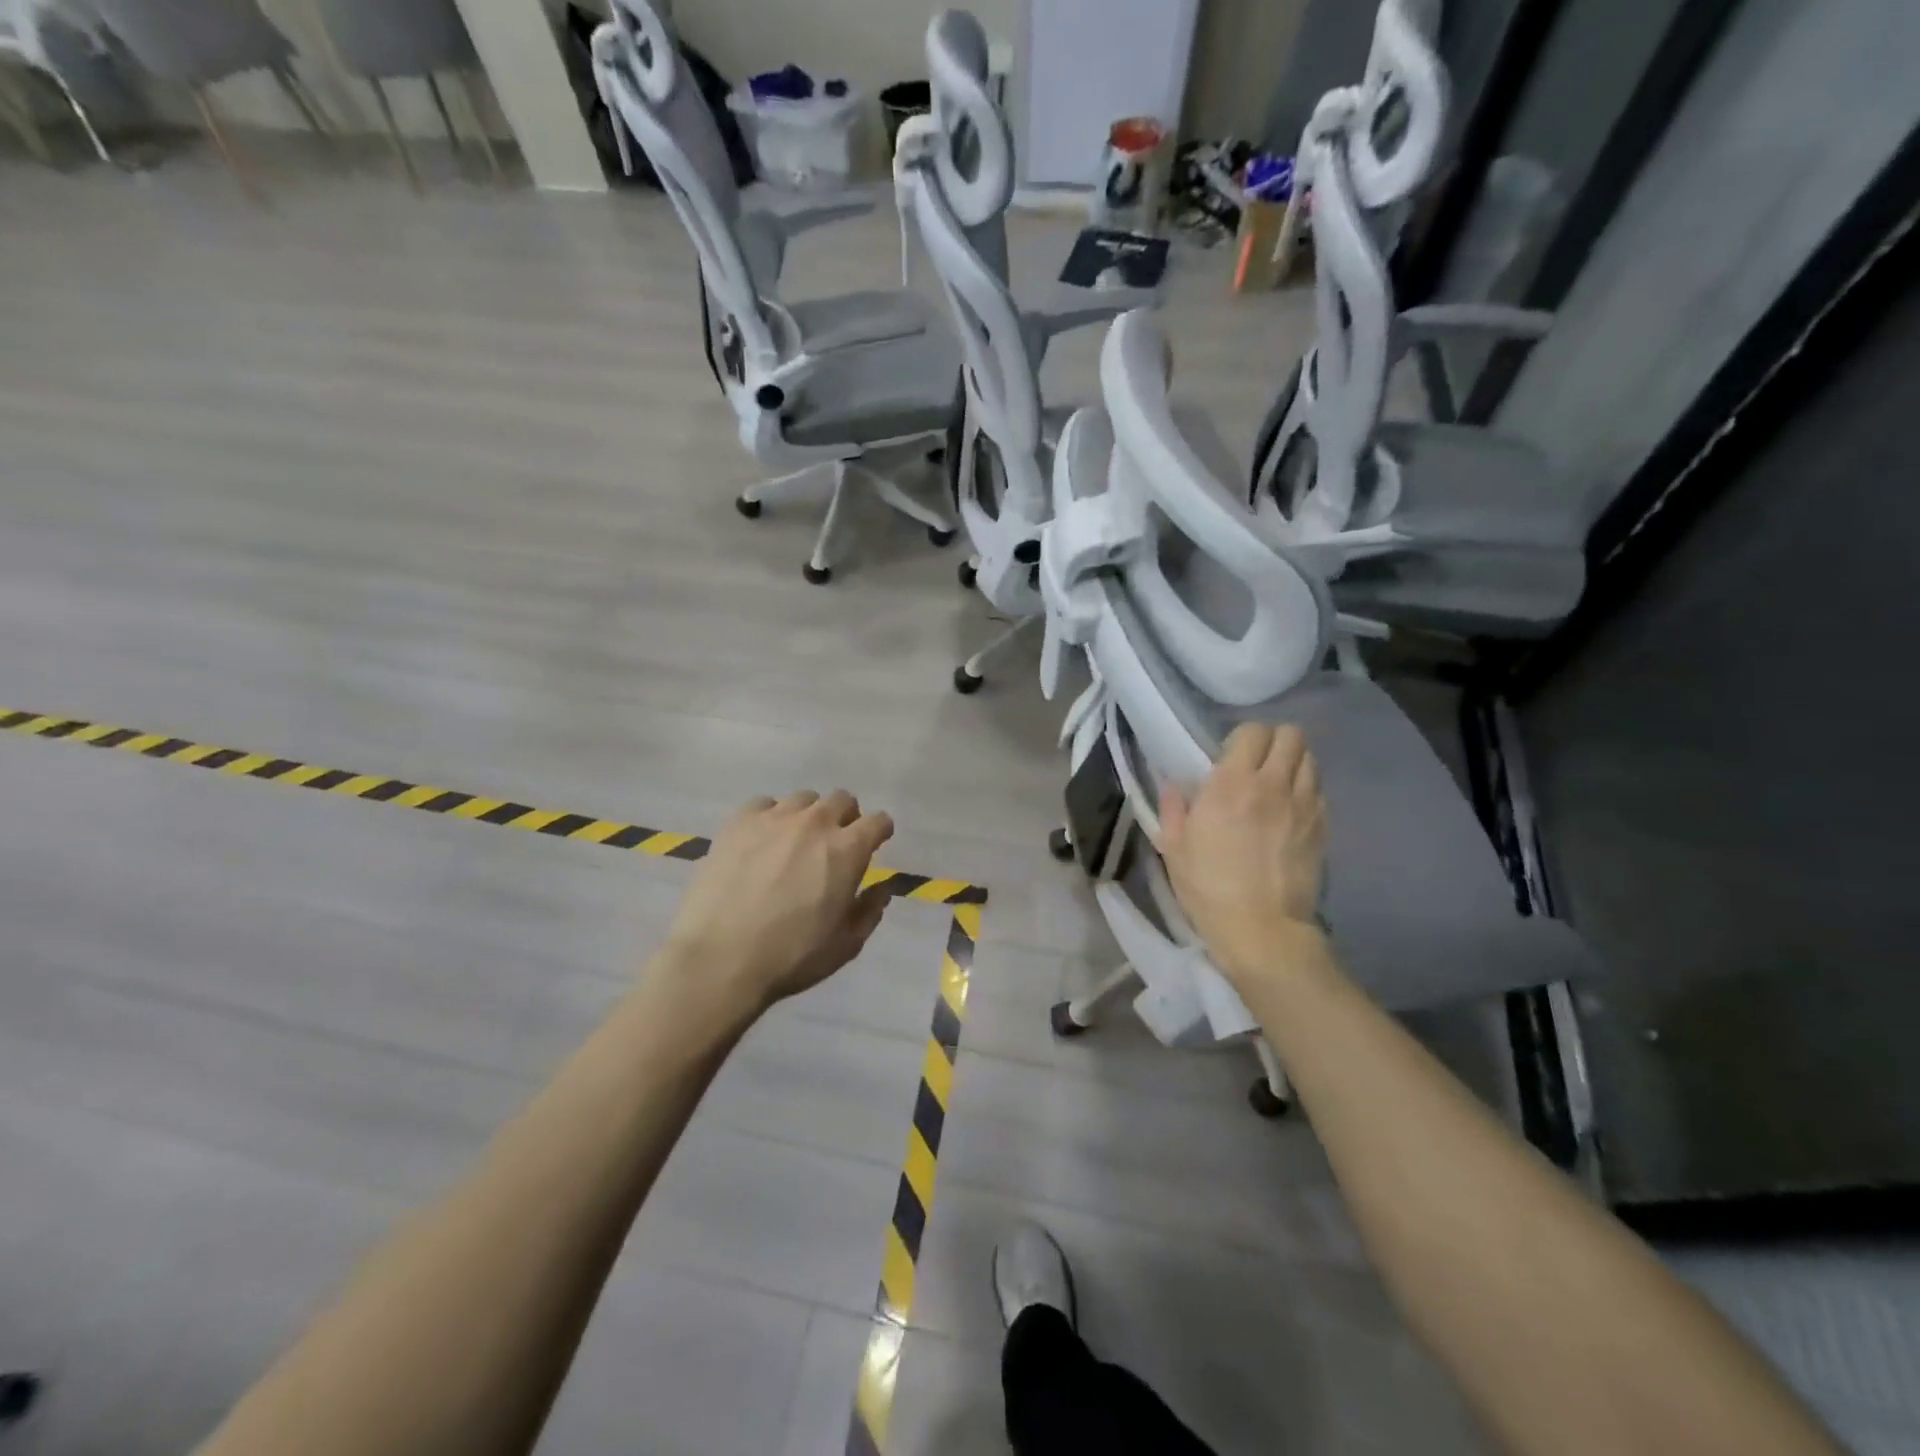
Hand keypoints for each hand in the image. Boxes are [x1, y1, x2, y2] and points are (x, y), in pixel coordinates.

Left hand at [658, 790, 895, 1019]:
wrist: (719, 959)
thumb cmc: (791, 956)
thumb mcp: (845, 945)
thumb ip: (869, 911)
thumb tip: (882, 888)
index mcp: (847, 851)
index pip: (878, 821)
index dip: (880, 832)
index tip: (875, 844)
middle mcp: (815, 823)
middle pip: (841, 799)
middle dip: (846, 817)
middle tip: (835, 843)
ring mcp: (774, 818)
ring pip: (803, 799)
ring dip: (808, 815)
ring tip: (796, 840)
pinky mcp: (738, 823)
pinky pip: (763, 804)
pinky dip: (770, 817)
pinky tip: (761, 840)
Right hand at [1159, 723, 1327, 987]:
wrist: (1261, 929)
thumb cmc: (1208, 887)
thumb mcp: (1173, 847)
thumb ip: (1173, 808)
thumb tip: (1172, 785)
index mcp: (1232, 784)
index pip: (1253, 731)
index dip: (1242, 736)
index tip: (1230, 754)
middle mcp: (1273, 784)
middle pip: (1291, 735)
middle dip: (1274, 740)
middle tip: (1257, 761)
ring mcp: (1304, 805)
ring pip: (1311, 758)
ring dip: (1293, 762)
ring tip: (1277, 782)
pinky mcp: (1322, 827)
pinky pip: (1319, 790)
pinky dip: (1306, 789)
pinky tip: (1290, 808)